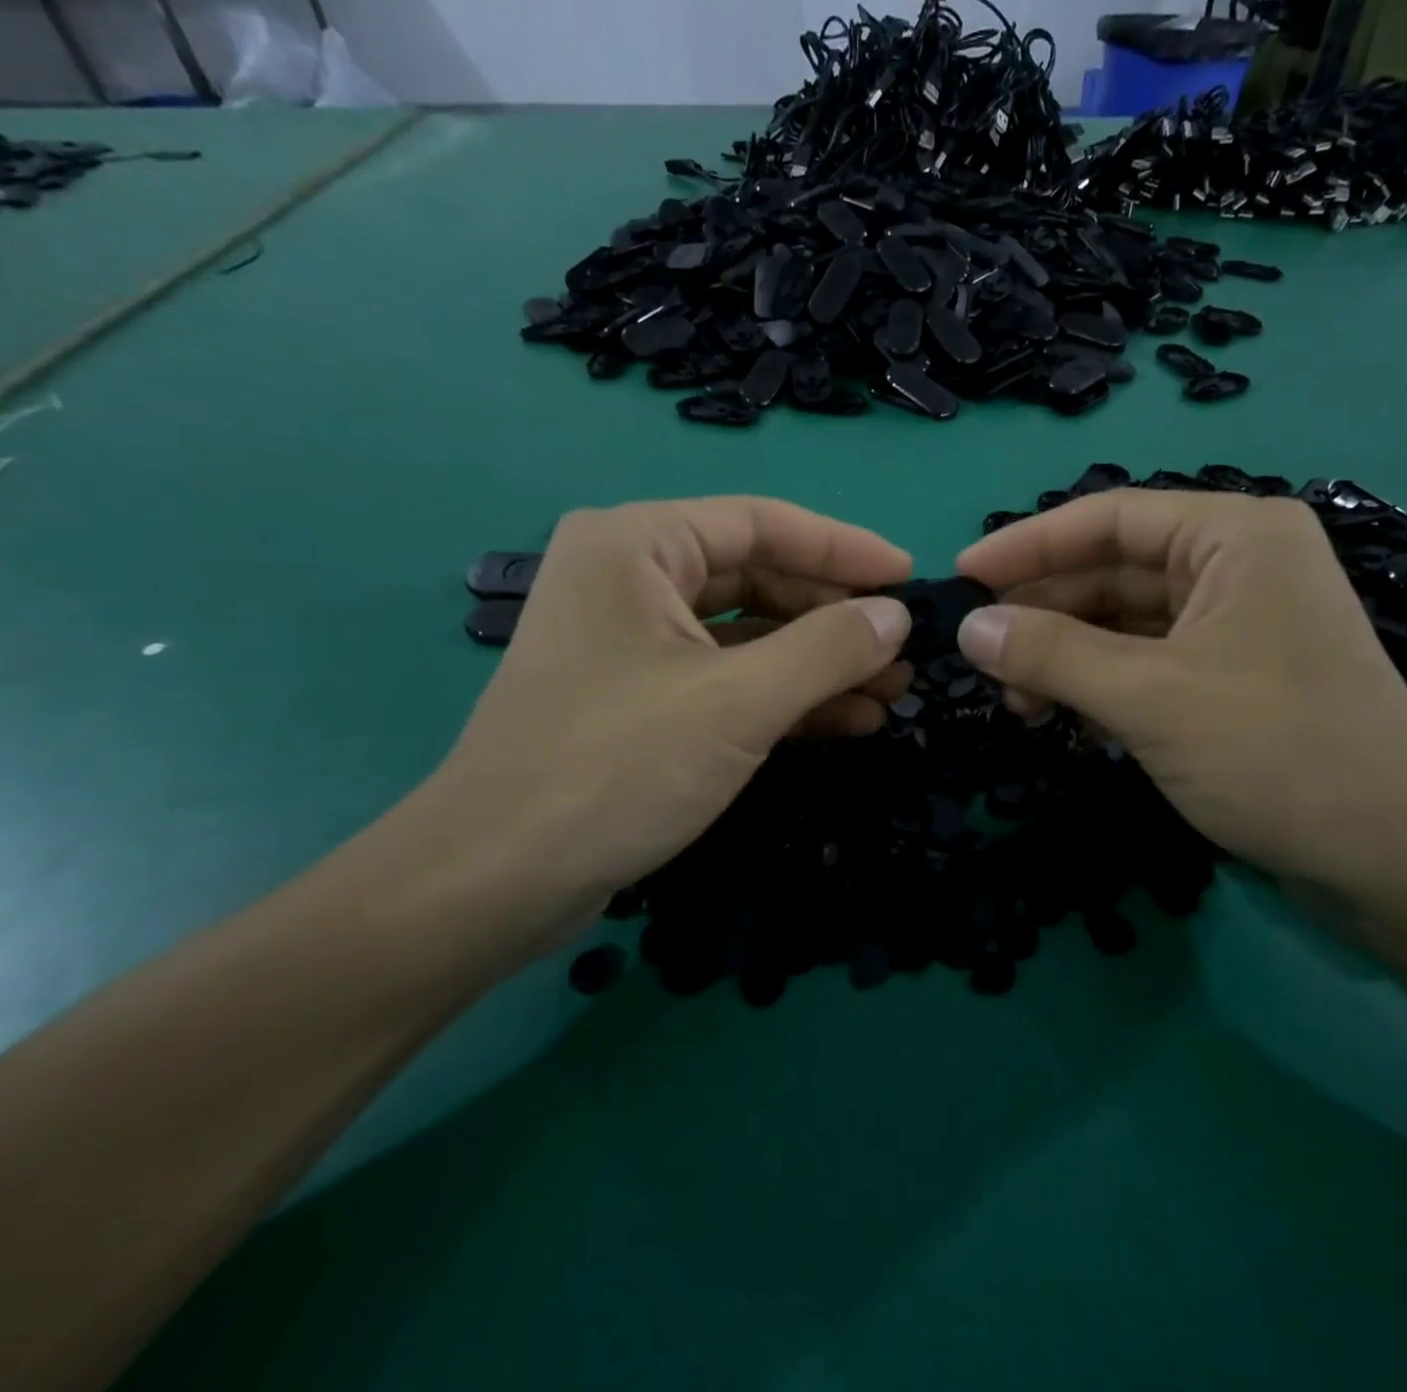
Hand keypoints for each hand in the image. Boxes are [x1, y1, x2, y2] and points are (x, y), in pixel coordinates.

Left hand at [415, 497, 913, 958]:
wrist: (496, 883)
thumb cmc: (615, 767)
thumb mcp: (738, 702)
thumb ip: (828, 649)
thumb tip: (897, 617)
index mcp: (637, 544)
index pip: (762, 523)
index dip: (844, 549)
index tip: (909, 577)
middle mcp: (631, 577)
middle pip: (759, 577)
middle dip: (835, 618)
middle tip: (905, 650)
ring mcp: (634, 642)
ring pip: (749, 634)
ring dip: (819, 663)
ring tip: (891, 691)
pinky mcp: (642, 698)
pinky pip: (729, 678)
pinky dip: (786, 697)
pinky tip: (847, 720)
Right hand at [953, 490, 1406, 897]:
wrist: (1392, 858)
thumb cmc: (1275, 752)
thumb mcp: (1149, 696)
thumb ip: (1052, 653)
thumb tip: (969, 627)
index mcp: (1233, 536)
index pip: (1108, 519)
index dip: (1028, 545)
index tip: (964, 576)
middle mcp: (1238, 565)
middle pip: (1112, 572)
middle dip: (1045, 614)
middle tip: (982, 656)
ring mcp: (1237, 623)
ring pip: (1125, 622)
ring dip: (1066, 656)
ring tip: (1018, 702)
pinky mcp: (1232, 677)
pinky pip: (1146, 662)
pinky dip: (1100, 684)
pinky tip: (1063, 717)